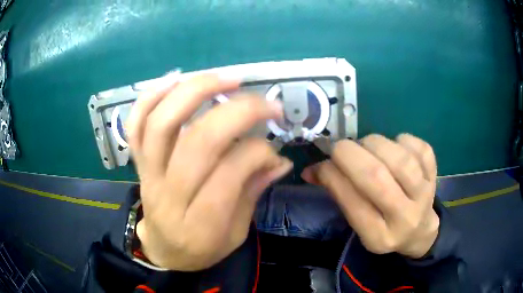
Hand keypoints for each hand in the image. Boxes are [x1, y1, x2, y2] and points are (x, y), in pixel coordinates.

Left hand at [126, 74, 292, 270]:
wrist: (163, 249)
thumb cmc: (202, 248)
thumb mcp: (236, 234)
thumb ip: (253, 193)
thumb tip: (279, 160)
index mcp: (200, 225)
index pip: (229, 173)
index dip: (257, 151)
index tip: (273, 148)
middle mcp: (169, 195)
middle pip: (197, 142)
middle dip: (238, 112)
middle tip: (266, 102)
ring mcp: (147, 173)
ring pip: (162, 123)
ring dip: (195, 91)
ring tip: (226, 78)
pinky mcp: (137, 161)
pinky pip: (136, 123)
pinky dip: (152, 96)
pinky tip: (177, 79)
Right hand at [302, 134, 438, 258]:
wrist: (419, 230)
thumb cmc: (384, 226)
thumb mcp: (359, 222)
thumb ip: (339, 195)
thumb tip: (311, 170)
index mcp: (379, 236)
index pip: (353, 202)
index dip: (332, 176)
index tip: (321, 163)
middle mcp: (404, 218)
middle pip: (377, 177)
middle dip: (351, 154)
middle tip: (340, 148)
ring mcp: (424, 195)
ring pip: (400, 159)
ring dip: (375, 144)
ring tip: (367, 146)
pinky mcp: (434, 176)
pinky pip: (421, 148)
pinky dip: (403, 140)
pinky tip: (395, 146)